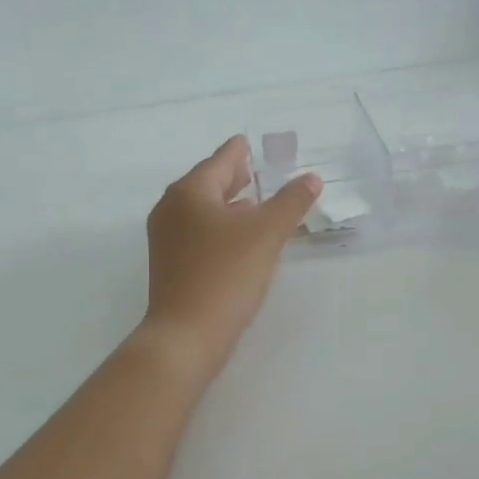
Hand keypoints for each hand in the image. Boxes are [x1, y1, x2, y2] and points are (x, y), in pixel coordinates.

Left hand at [139, 136, 321, 379]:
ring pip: (202, 210)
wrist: (186, 335)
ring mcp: (166, 239)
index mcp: (190, 192)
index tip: (250, 143)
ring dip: (229, 205)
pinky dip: (220, 227)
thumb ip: (291, 202)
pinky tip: (240, 240)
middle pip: (207, 183)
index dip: (240, 151)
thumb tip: (311, 178)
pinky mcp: (171, 265)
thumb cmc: (225, 275)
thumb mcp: (266, 234)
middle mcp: (171, 209)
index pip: (220, 160)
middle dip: (234, 177)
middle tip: (257, 171)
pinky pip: (199, 233)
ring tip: (256, 205)